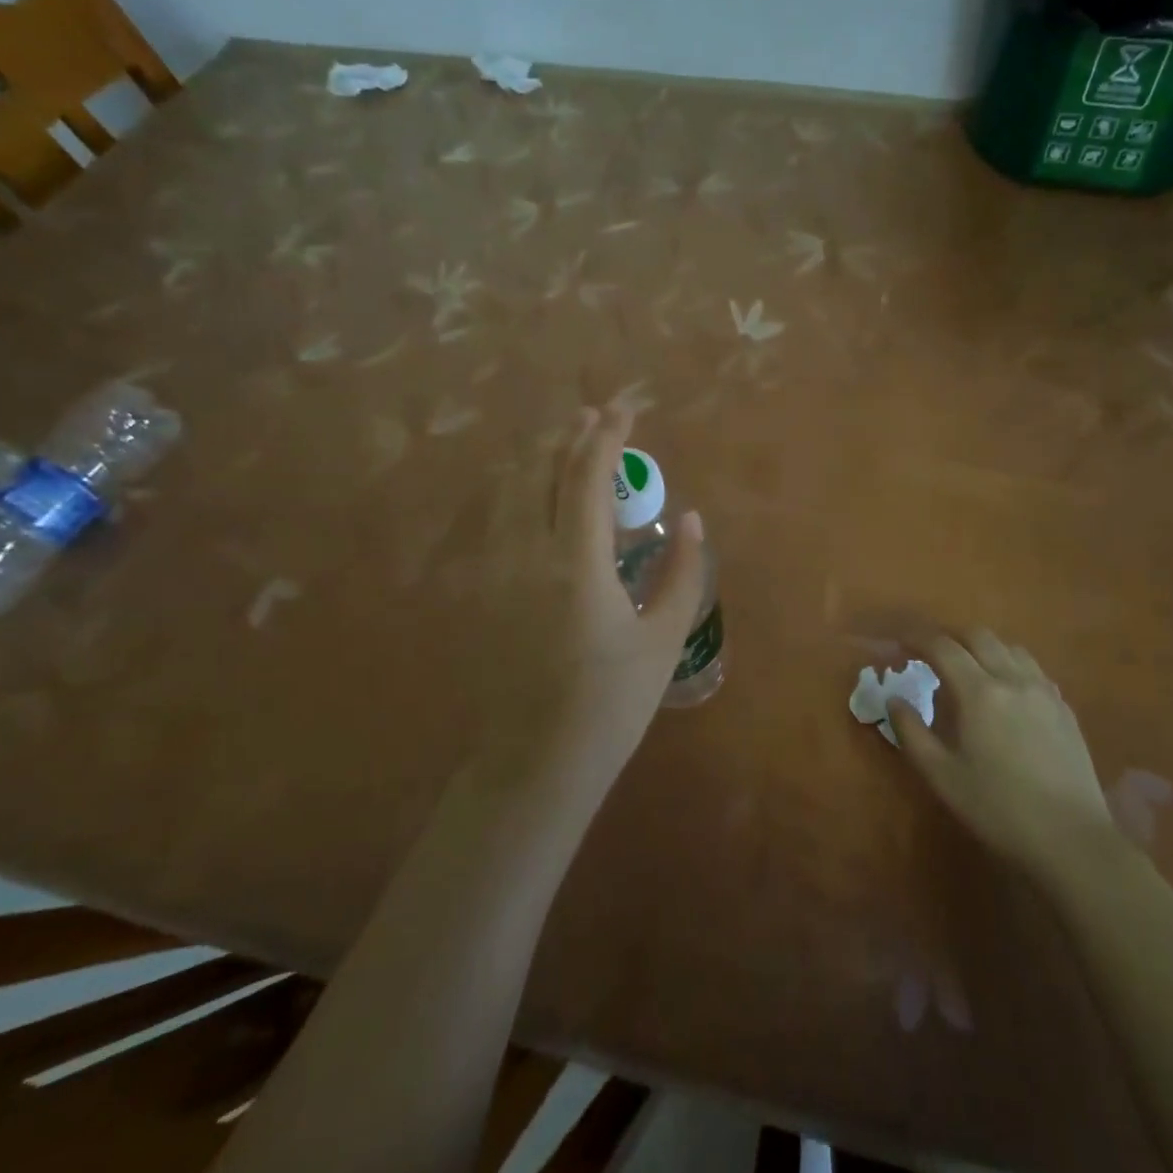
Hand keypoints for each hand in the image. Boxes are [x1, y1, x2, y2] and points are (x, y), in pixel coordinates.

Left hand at [470, 406, 705, 795]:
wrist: (534, 764)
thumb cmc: (610, 706)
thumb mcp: (662, 639)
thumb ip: (681, 573)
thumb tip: (690, 520)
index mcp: (575, 563)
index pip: (584, 475)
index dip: (607, 434)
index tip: (626, 408)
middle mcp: (526, 554)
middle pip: (539, 470)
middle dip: (569, 435)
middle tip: (598, 417)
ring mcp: (495, 572)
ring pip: (510, 491)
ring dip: (541, 459)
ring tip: (568, 445)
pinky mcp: (482, 593)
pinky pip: (499, 520)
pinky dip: (521, 491)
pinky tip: (537, 498)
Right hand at [887, 629, 1119, 871]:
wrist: (1072, 840)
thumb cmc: (998, 809)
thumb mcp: (941, 776)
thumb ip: (911, 732)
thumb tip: (894, 701)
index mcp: (979, 692)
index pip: (942, 647)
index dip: (916, 638)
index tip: (899, 644)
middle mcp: (1013, 679)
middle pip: (978, 636)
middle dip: (950, 638)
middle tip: (931, 656)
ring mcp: (1044, 692)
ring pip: (1009, 647)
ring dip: (983, 648)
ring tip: (969, 670)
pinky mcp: (1065, 709)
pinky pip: (1032, 669)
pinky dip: (1010, 666)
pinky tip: (1006, 693)